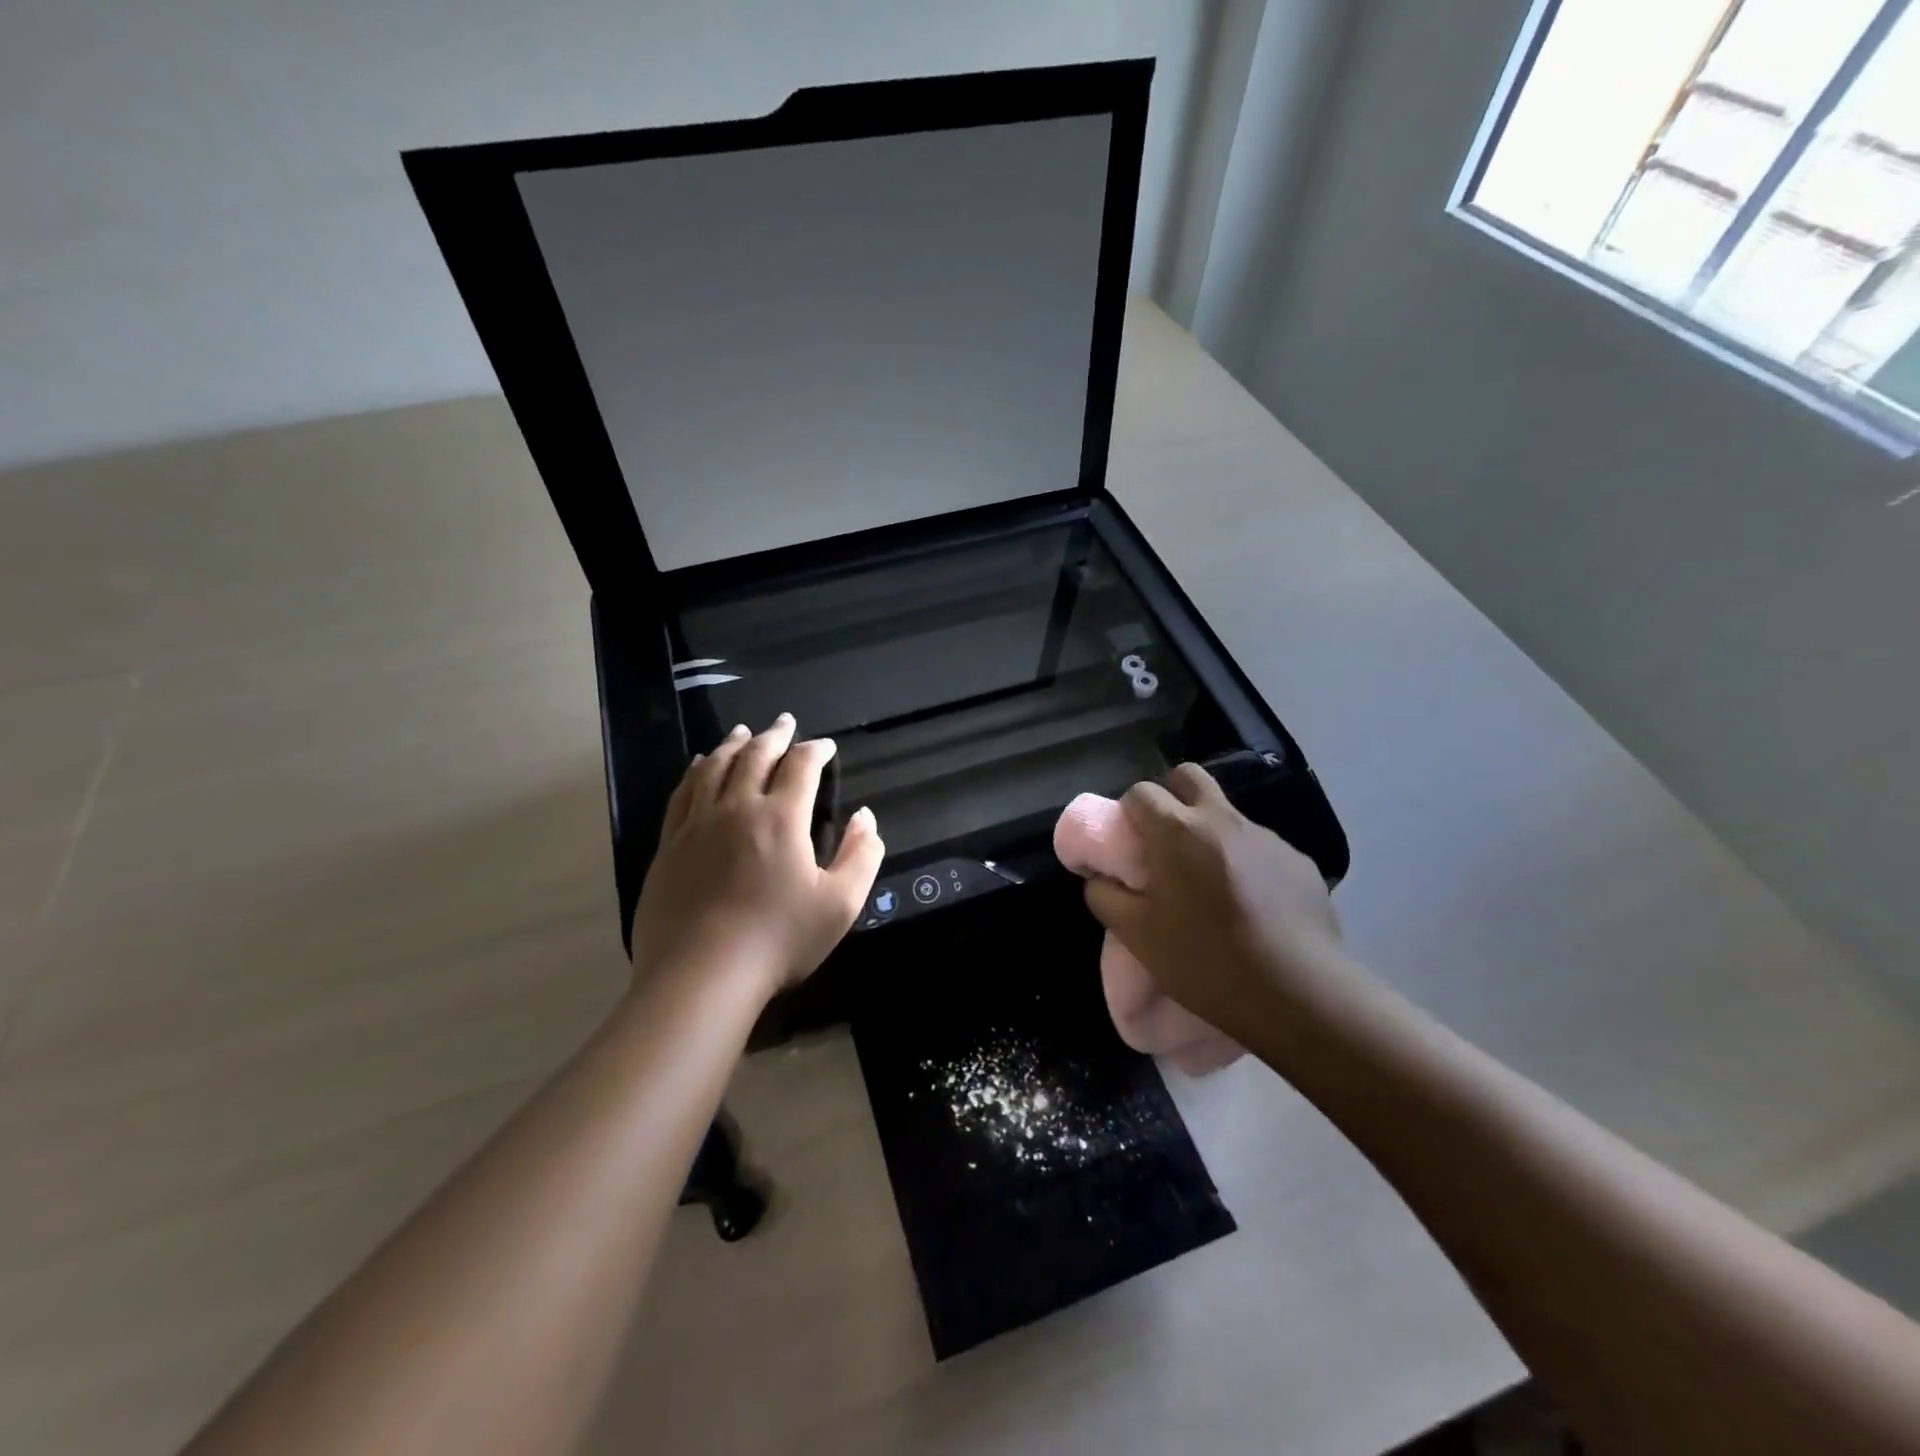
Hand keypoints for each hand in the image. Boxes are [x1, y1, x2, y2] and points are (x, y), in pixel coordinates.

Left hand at [631, 714, 883, 998]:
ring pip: (714, 767)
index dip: (815, 750)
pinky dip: (695, 771)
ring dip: (733, 745)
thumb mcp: (840, 903)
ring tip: (743, 732)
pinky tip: (697, 765)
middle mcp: (736, 808)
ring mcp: (697, 824)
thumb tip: (866, 817)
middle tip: (785, 722)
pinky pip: (682, 794)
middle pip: (754, 757)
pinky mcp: (669, 845)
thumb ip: (862, 855)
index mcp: (781, 818)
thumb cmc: (779, 939)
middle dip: (774, 735)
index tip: (825, 745)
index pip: (800, 766)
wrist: (701, 976)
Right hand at [1083, 763, 1346, 1043]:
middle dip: (1170, 797)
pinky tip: (1251, 907)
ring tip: (1211, 886)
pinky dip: (1246, 863)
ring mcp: (1267, 838)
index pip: (1141, 792)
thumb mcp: (1137, 936)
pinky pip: (1260, 848)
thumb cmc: (1206, 960)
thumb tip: (1100, 878)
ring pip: (1227, 814)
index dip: (1128, 813)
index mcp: (1178, 831)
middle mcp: (1223, 819)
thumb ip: (1105, 897)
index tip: (1128, 845)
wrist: (1299, 995)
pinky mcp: (1299, 862)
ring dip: (1209, 834)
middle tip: (1164, 841)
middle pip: (1188, 777)